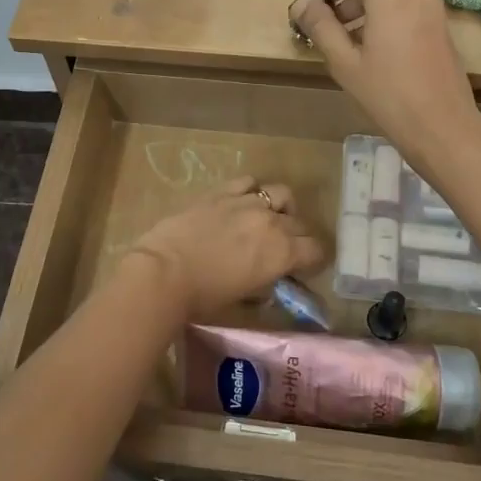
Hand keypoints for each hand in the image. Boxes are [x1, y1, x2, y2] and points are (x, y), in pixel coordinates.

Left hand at [128, 177, 324, 320]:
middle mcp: (272, 222)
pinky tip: (242, 202)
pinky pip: (248, 181)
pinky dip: (252, 191)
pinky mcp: (222, 191)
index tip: (302, 268)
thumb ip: (263, 285)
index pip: (316, 250)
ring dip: (281, 207)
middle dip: (297, 237)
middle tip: (283, 249)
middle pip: (300, 223)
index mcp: (283, 252)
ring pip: (281, 194)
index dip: (312, 260)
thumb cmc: (203, 297)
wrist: (165, 272)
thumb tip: (268, 281)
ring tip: (269, 218)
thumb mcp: (243, 299)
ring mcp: (247, 202)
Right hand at [290, 0, 480, 155]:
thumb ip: (321, 27)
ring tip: (340, 33)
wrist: (444, 128)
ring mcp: (431, 6)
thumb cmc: (390, 96)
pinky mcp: (437, 24)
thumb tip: (302, 4)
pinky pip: (404, 2)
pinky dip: (380, 10)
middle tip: (322, 13)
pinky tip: (365, 44)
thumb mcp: (346, 63)